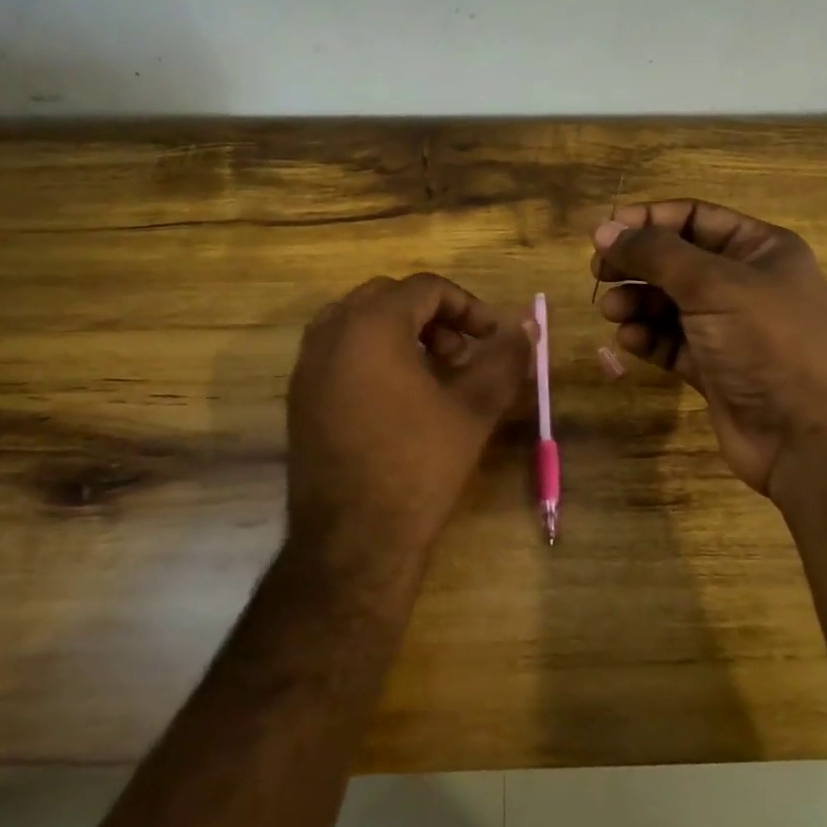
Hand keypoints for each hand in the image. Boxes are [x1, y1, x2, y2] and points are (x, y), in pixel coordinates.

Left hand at [286, 273, 531, 566]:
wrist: (353, 538)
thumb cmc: (418, 465)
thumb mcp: (474, 410)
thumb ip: (504, 360)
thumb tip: (526, 329)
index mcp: (371, 325)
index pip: (425, 288)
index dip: (468, 306)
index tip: (492, 338)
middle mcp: (331, 333)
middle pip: (388, 297)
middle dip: (432, 316)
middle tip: (460, 354)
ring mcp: (307, 365)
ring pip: (358, 322)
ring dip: (399, 333)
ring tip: (431, 373)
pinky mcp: (299, 396)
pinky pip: (338, 352)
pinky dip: (371, 355)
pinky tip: (397, 399)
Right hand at [591, 200, 826, 495]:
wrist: (809, 436)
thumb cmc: (768, 342)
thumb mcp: (713, 284)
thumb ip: (656, 254)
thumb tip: (605, 229)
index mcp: (759, 249)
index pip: (694, 217)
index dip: (648, 220)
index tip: (604, 232)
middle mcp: (744, 283)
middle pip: (677, 261)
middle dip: (637, 264)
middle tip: (598, 272)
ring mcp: (728, 328)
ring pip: (669, 304)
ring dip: (637, 302)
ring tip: (611, 311)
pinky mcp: (713, 368)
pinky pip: (671, 342)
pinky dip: (648, 338)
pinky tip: (629, 341)